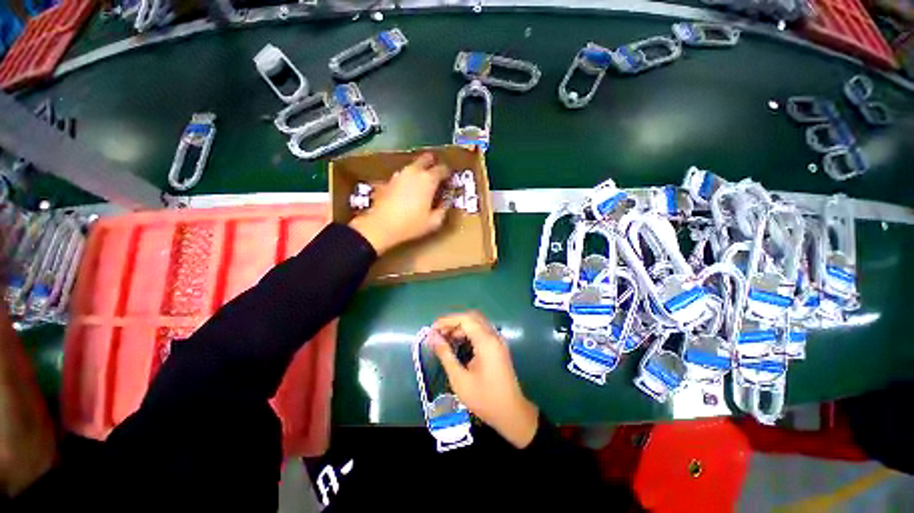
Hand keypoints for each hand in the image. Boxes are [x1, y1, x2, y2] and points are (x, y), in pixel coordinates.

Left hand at [349, 153, 450, 254]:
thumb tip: (447, 201)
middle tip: (437, 176)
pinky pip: (404, 175)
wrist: (381, 226)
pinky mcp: (389, 180)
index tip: (450, 182)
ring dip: (420, 171)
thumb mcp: (434, 221)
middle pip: (427, 158)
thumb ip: (444, 209)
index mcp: (428, 179)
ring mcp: (400, 174)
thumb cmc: (411, 224)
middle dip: (434, 164)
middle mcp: (414, 171)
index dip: (449, 174)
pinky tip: (409, 191)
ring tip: (423, 185)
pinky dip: (409, 178)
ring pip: (414, 166)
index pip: (443, 169)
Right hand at [431, 311, 538, 448]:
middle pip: (472, 318)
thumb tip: (432, 338)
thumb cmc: (484, 398)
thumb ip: (445, 355)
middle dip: (453, 322)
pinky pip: (481, 331)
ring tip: (445, 339)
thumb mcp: (459, 379)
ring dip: (460, 327)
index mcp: (486, 341)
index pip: (465, 319)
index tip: (432, 329)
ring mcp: (497, 340)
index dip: (447, 321)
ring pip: (477, 323)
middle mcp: (493, 336)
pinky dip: (468, 333)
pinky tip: (458, 343)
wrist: (511, 413)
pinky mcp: (498, 346)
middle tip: (438, 334)